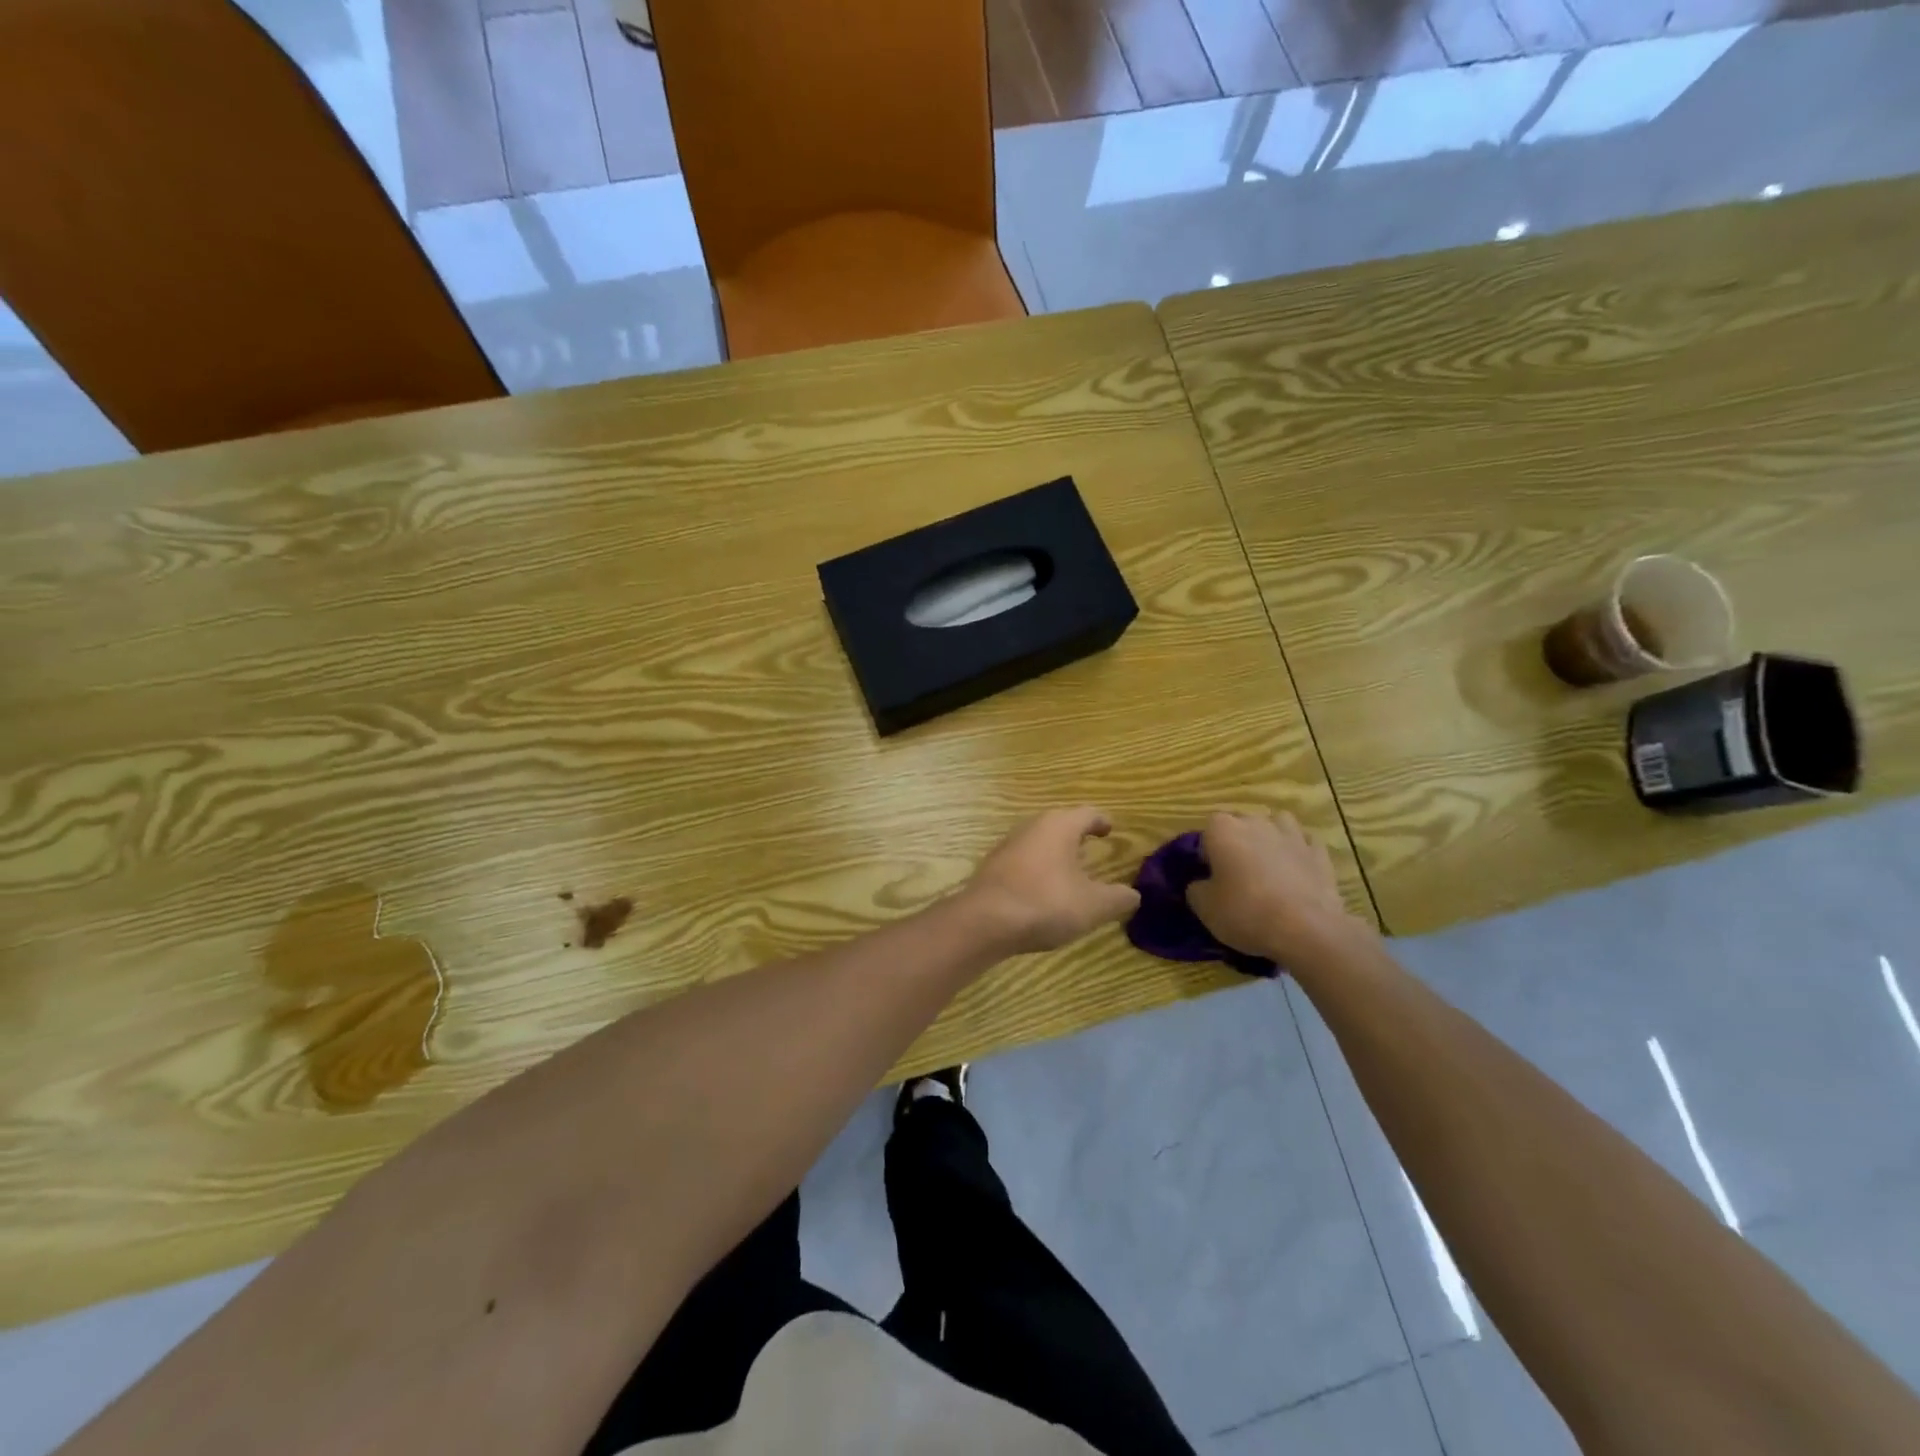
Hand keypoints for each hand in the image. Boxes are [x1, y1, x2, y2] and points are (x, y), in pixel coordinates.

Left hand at [964, 808, 1141, 954]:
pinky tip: (1042, 888)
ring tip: (1070, 870)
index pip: (1088, 813)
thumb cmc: (1045, 903)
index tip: (1110, 830)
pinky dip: (1037, 868)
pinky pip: (1023, 859)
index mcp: (1060, 826)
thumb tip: (1133, 894)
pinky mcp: (993, 866)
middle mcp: (1032, 826)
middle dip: (1077, 835)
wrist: (984, 921)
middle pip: (1060, 823)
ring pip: (1039, 840)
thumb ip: (1118, 898)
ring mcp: (1008, 844)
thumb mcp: (1093, 905)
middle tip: (1092, 847)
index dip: (1102, 821)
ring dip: (1055, 852)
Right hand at [1186, 811, 1358, 963]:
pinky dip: (1299, 851)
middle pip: (1241, 823)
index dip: (1207, 852)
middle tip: (1236, 872)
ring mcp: (1291, 834)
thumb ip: (1196, 889)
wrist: (1306, 929)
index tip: (1210, 874)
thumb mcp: (1204, 908)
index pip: (1207, 830)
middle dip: (1237, 841)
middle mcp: (1256, 822)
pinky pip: (1305, 842)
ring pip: (1276, 823)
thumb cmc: (1246, 913)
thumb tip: (1200, 884)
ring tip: (1268, 862)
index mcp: (1223, 830)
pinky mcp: (1319, 852)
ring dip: (1270, 836)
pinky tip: (1297, 869)